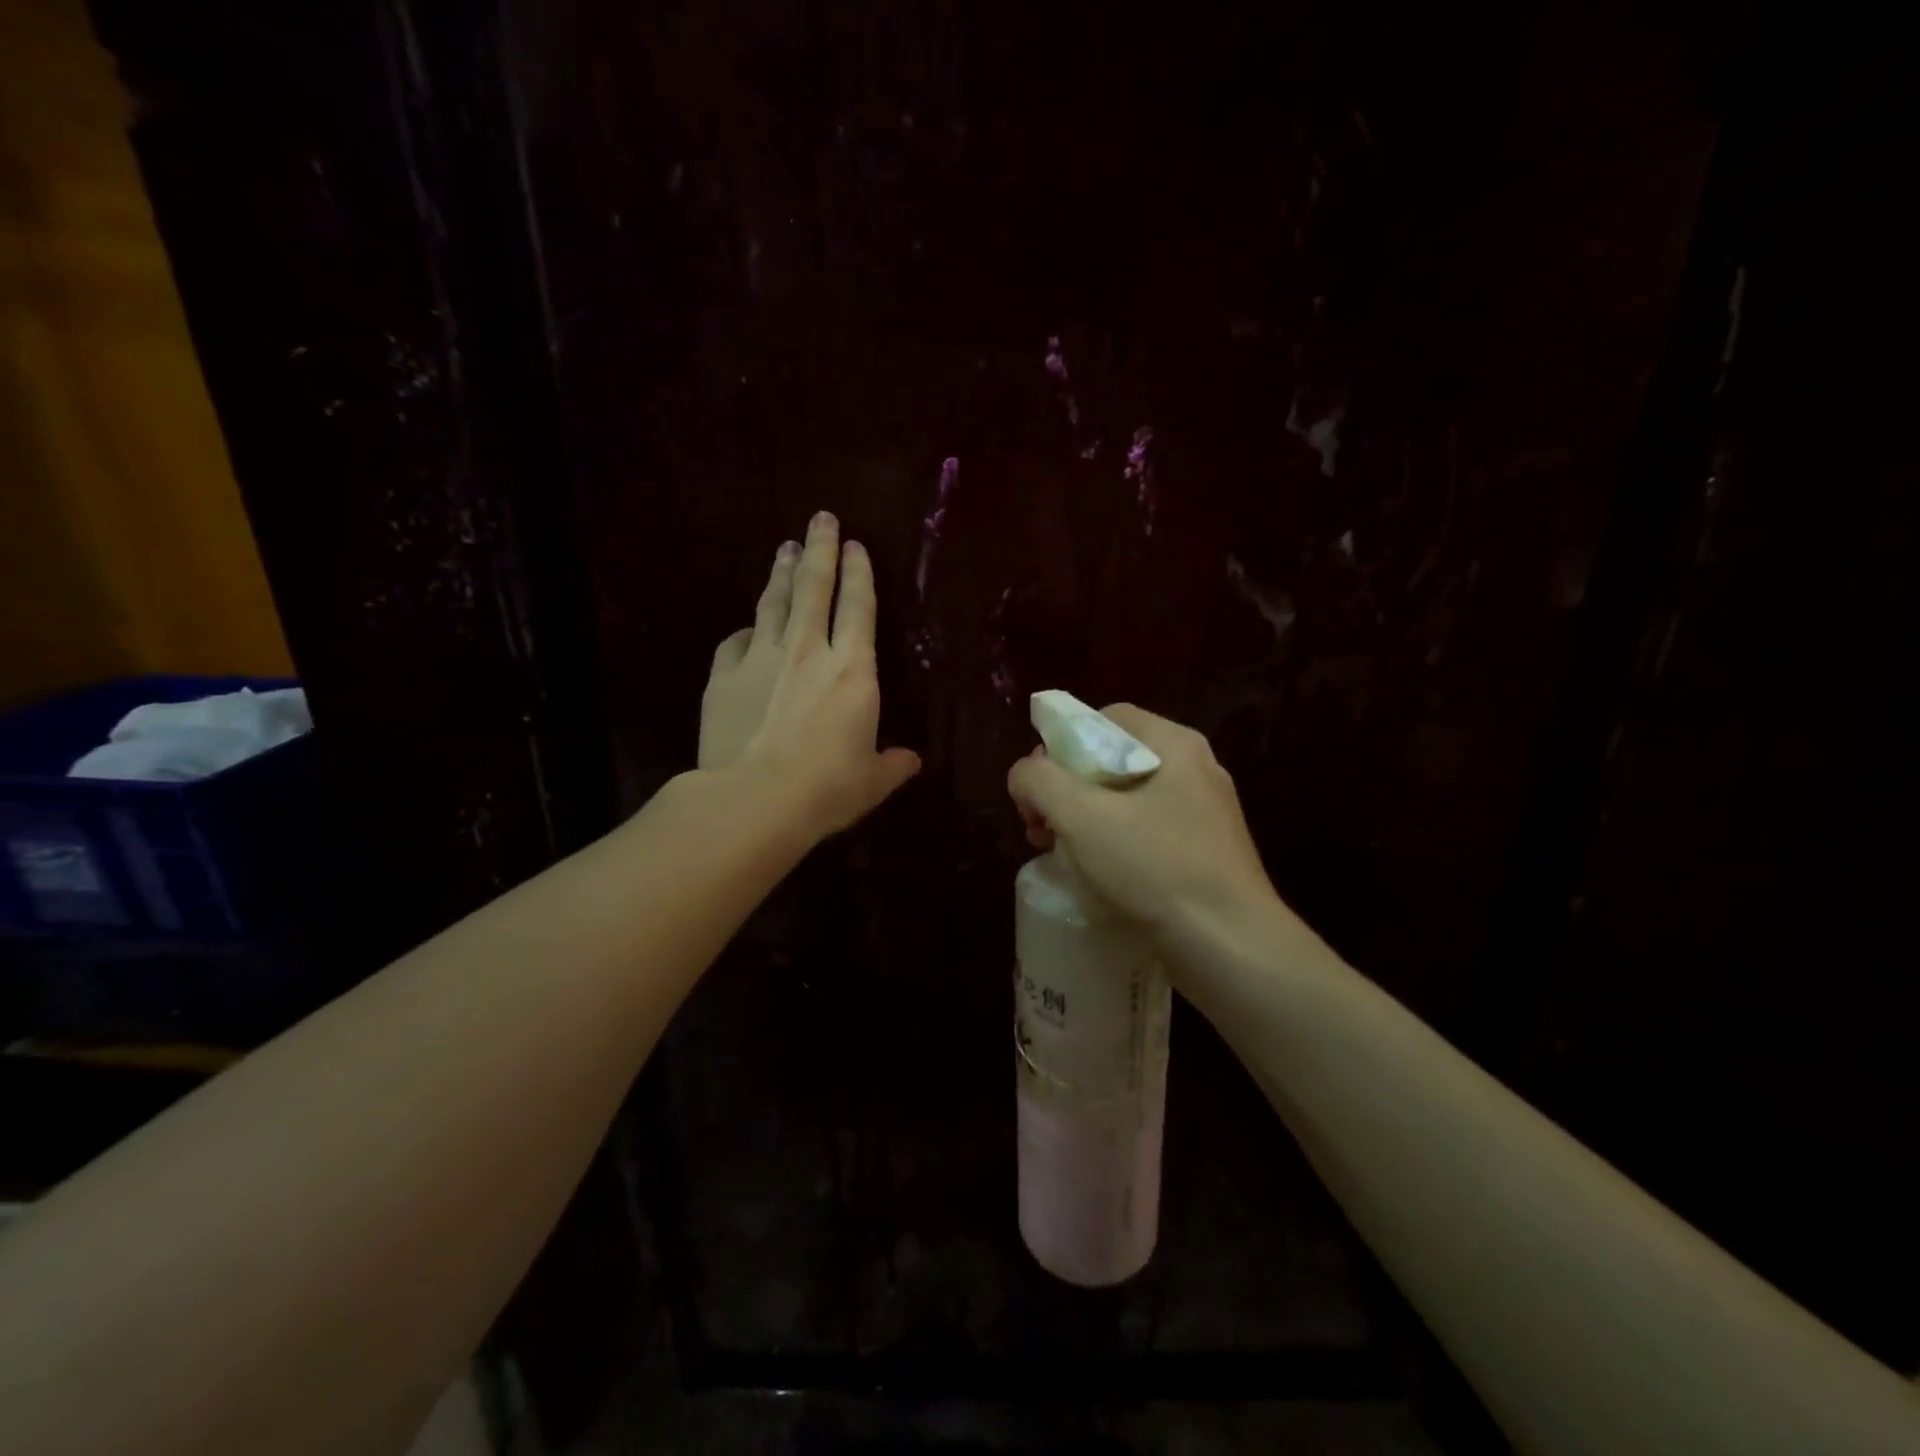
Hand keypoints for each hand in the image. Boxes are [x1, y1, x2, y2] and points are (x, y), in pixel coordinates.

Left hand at [700, 511, 920, 838]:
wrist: (753, 800)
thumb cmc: (826, 788)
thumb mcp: (872, 781)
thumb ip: (893, 765)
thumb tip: (910, 761)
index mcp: (852, 670)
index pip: (858, 606)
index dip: (858, 572)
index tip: (855, 543)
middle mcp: (807, 650)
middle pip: (813, 586)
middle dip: (819, 548)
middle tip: (820, 518)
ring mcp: (760, 658)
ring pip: (772, 603)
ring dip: (780, 573)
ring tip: (784, 548)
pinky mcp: (724, 676)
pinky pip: (735, 642)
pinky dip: (744, 631)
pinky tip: (746, 627)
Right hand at [1007, 705, 1279, 936]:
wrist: (1230, 947)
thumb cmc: (1155, 868)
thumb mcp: (1081, 816)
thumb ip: (1039, 781)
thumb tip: (1024, 775)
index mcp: (1175, 744)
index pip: (1104, 719)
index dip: (1060, 745)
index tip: (1038, 788)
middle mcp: (1195, 769)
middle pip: (1112, 759)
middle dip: (1066, 789)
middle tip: (1040, 827)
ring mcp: (1205, 813)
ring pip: (1127, 799)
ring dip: (1083, 819)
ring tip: (1058, 853)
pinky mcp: (1205, 852)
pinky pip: (1147, 831)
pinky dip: (1113, 843)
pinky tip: (1095, 874)